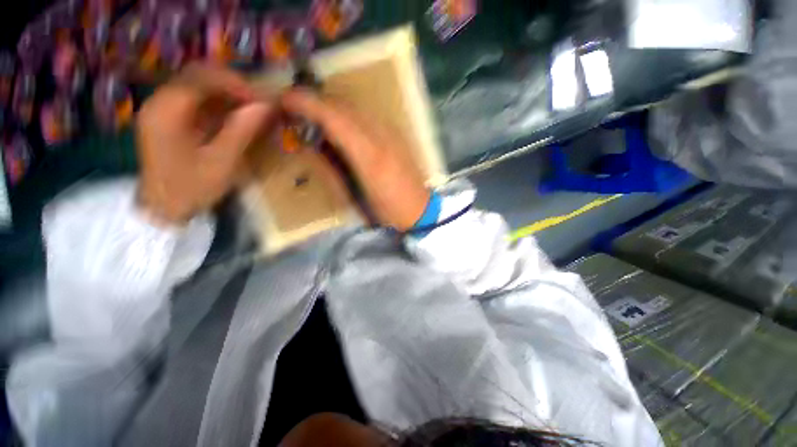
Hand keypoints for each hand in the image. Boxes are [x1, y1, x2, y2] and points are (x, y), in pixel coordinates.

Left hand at [136, 64, 274, 224]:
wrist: (163, 209)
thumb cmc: (191, 188)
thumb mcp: (222, 161)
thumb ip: (242, 130)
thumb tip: (266, 106)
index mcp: (167, 110)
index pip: (203, 77)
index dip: (236, 83)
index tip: (263, 101)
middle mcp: (160, 101)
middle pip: (198, 75)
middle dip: (233, 86)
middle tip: (259, 104)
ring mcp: (161, 108)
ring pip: (197, 85)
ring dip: (227, 94)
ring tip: (251, 111)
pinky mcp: (167, 118)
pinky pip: (195, 99)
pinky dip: (218, 104)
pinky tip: (234, 118)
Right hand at [281, 90, 430, 231]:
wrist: (419, 210)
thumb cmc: (386, 210)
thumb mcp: (354, 195)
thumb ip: (330, 167)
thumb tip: (309, 144)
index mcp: (369, 155)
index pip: (334, 117)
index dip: (306, 103)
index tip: (284, 99)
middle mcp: (381, 136)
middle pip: (344, 105)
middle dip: (317, 101)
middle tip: (296, 109)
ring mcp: (392, 133)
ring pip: (356, 107)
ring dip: (332, 106)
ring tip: (316, 116)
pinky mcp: (397, 135)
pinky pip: (367, 116)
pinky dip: (349, 114)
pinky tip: (342, 126)